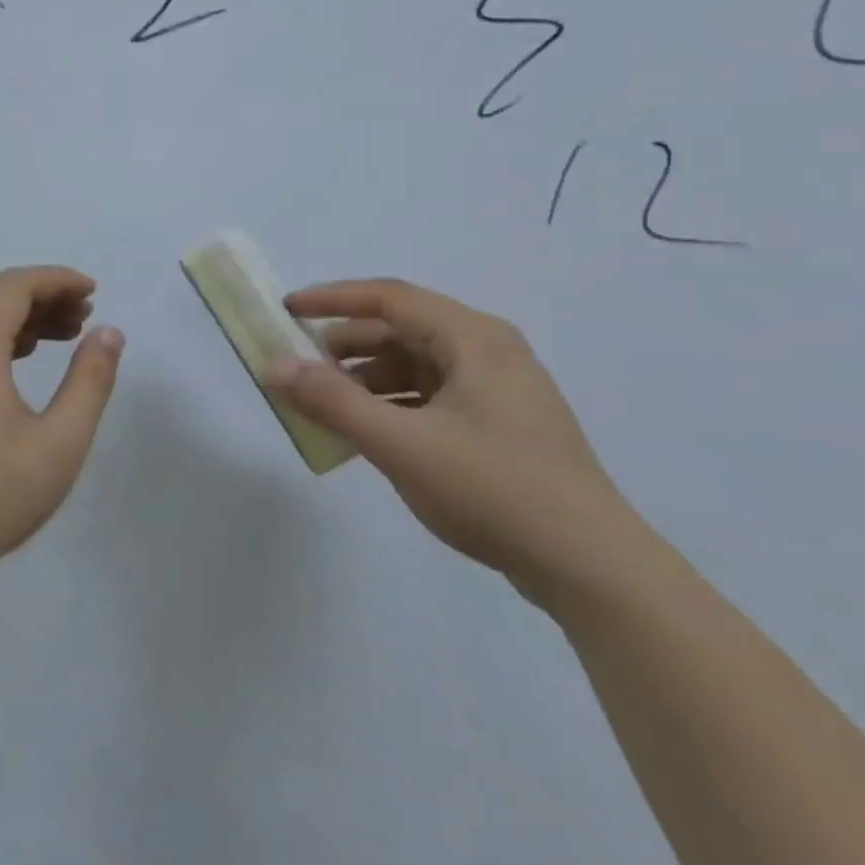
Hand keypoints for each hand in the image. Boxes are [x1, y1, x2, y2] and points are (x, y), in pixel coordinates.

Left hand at [0, 267, 124, 579]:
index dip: (57, 280)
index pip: (13, 287)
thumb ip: (90, 381)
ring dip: (21, 316)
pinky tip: (23, 357)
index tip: (93, 292)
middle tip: (84, 315)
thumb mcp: (60, 442)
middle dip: (42, 295)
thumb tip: (108, 333)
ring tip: (65, 333)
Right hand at [265, 279, 645, 608]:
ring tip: (327, 406)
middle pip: (402, 330)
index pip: (389, 298)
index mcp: (473, 339)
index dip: (332, 300)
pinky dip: (393, 406)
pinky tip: (368, 433)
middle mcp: (488, 351)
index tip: (286, 310)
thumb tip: (274, 368)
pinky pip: (431, 397)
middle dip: (346, 347)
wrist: (590, 566)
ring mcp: (497, 389)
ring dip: (367, 380)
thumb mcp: (401, 445)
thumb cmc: (493, 489)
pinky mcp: (499, 424)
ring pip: (415, 366)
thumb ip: (333, 403)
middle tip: (300, 368)